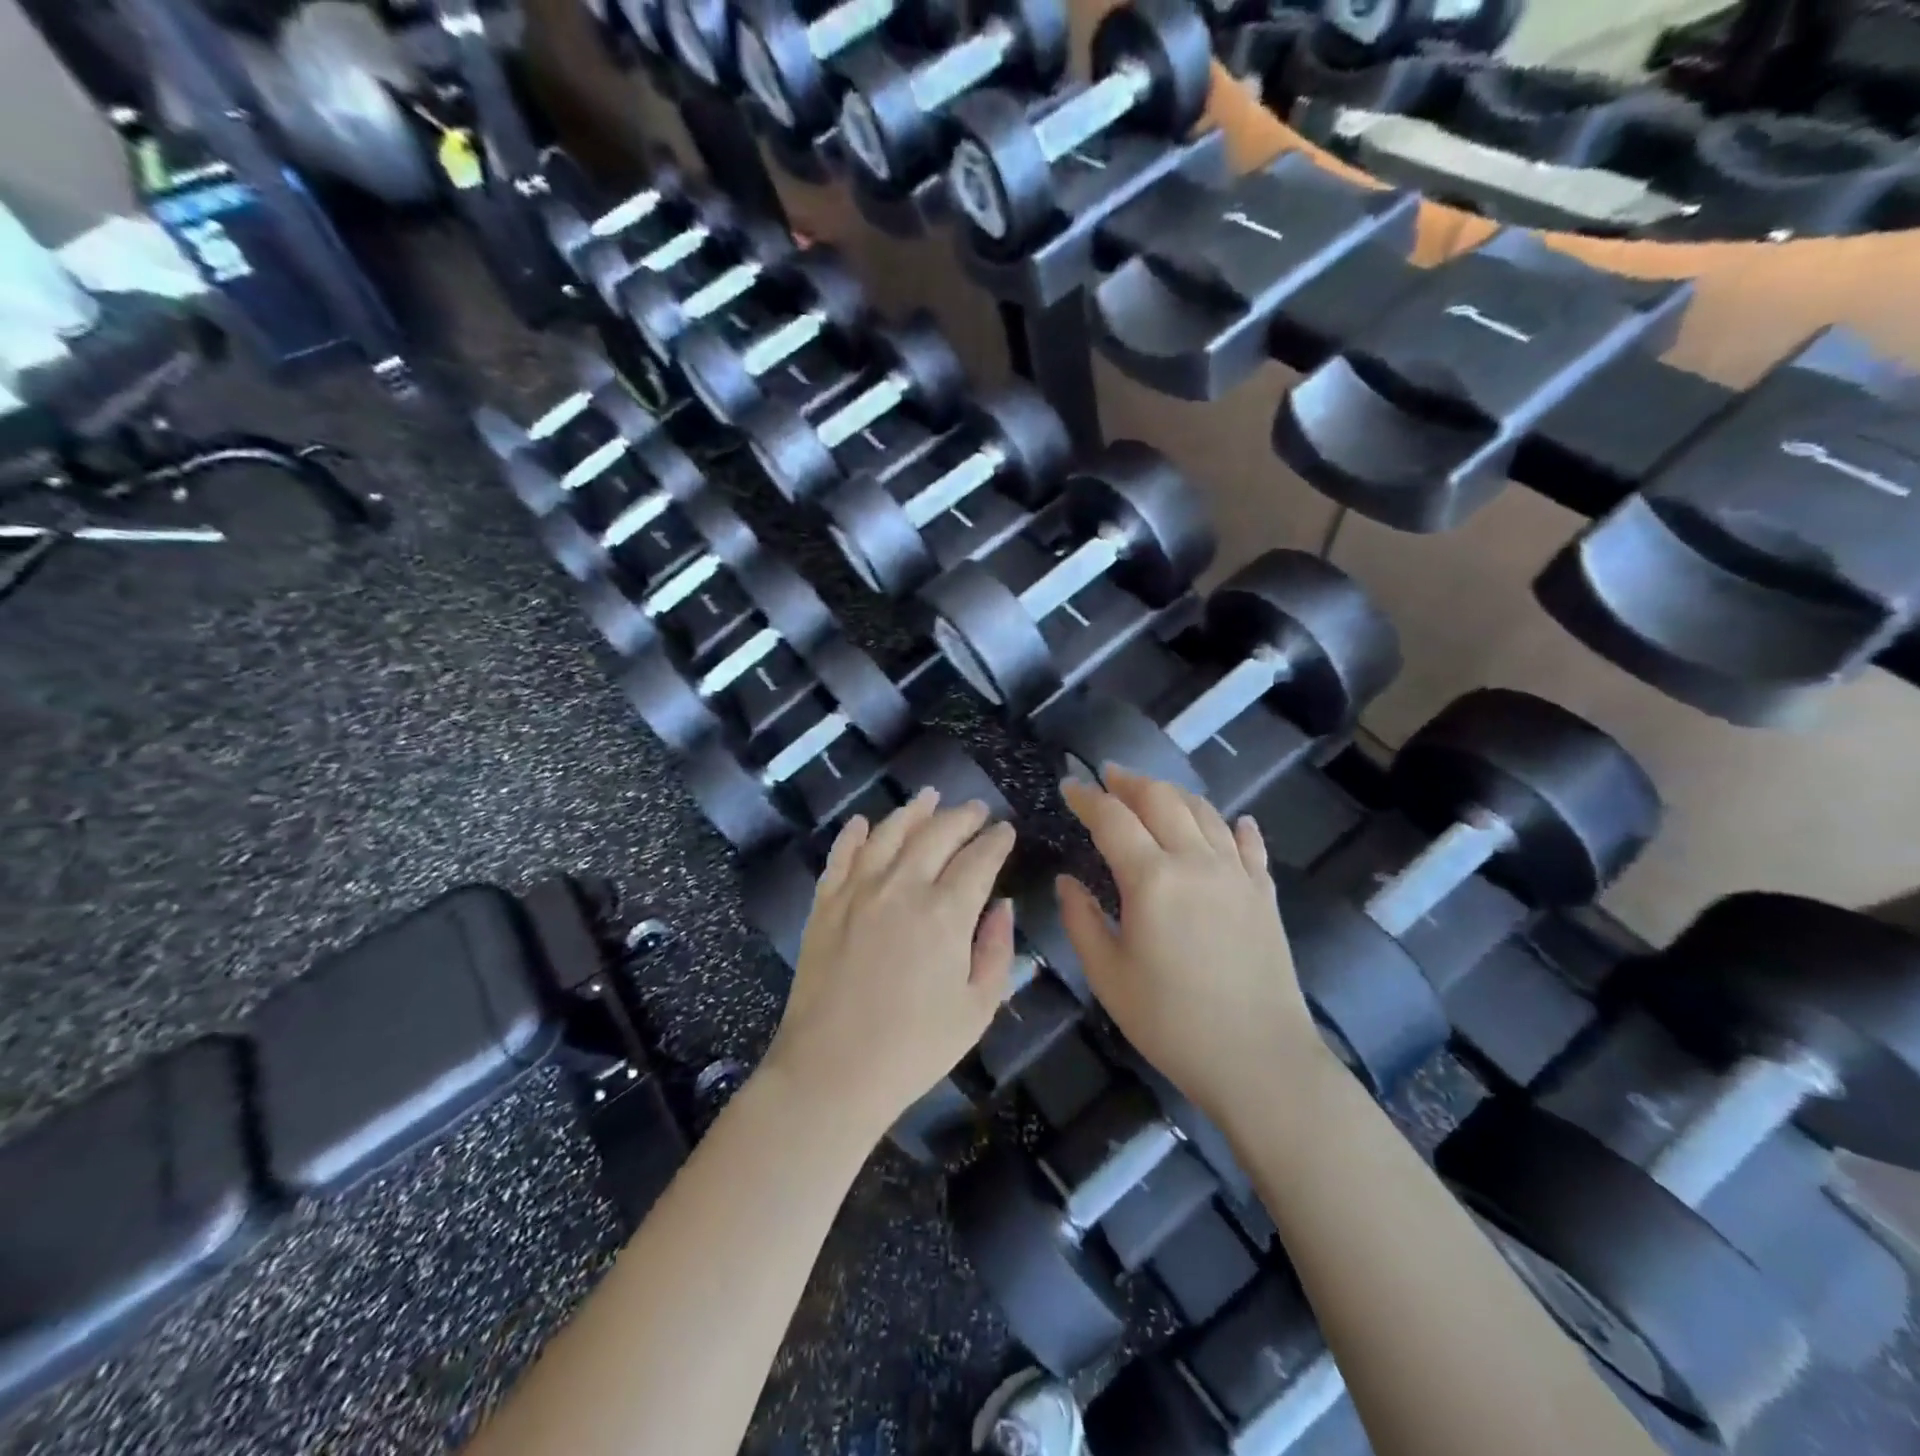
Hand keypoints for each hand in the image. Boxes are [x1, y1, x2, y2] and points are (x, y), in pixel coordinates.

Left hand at [764, 790, 1017, 1140]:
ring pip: (889, 832)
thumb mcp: (977, 1009)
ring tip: (928, 797)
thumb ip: (997, 950)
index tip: (1006, 830)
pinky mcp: (825, 903)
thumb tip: (1003, 905)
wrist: (831, 1071)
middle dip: (962, 816)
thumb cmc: (913, 1048)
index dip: (996, 840)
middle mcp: (902, 886)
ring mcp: (858, 890)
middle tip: (976, 809)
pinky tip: (864, 823)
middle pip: (937, 833)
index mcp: (946, 912)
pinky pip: (841, 855)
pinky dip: (854, 834)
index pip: (980, 859)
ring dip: (913, 811)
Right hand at [1057, 767, 1324, 1121]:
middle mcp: (1195, 861)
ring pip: (1204, 812)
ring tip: (1153, 792)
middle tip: (1108, 776)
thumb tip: (1067, 881)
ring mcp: (1236, 874)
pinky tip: (1234, 822)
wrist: (1259, 1059)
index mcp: (1151, 879)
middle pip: (1161, 800)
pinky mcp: (1264, 893)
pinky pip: (1249, 845)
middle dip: (1130, 782)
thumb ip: (1081, 920)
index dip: (1087, 797)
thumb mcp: (1108, 975)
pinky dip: (1235, 826)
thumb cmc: (1170, 1021)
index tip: (1069, 787)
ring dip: (1173, 794)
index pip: (1112, 819)